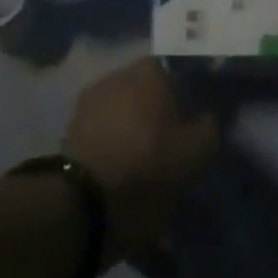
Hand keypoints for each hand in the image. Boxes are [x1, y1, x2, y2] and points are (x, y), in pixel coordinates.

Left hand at [62, 58, 218, 264]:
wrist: (79, 207)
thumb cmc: (146, 168)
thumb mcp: (196, 153)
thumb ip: (210, 127)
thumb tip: (207, 117)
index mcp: (149, 70)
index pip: (177, 79)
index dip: (186, 107)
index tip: (190, 135)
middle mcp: (117, 75)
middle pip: (147, 98)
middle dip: (156, 122)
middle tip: (168, 158)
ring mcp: (88, 104)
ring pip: (123, 120)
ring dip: (132, 141)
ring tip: (141, 179)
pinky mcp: (67, 135)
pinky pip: (102, 142)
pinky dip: (111, 158)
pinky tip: (118, 188)